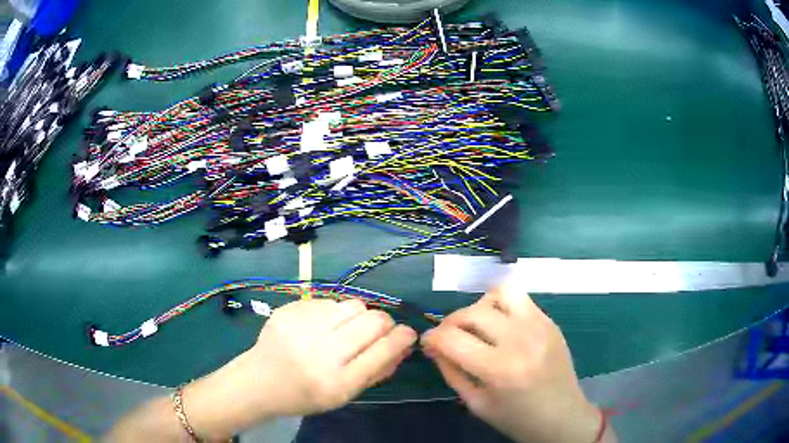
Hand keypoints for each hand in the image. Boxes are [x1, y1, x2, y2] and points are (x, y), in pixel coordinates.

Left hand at [184, 299, 416, 438]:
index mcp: (337, 382)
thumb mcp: (344, 395)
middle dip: (385, 323)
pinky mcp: (290, 309)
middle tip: (378, 331)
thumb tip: (404, 344)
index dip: (403, 338)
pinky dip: (334, 313)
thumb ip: (376, 371)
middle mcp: (321, 352)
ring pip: (354, 305)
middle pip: (373, 321)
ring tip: (346, 329)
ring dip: (359, 316)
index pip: (383, 351)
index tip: (408, 333)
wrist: (258, 381)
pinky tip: (320, 326)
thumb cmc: (305, 395)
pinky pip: (329, 301)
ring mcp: (303, 326)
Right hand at [421, 284, 602, 442]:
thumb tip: (432, 347)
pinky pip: (520, 299)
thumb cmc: (517, 419)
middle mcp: (520, 340)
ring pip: (499, 293)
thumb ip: (451, 372)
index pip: (452, 339)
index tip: (427, 344)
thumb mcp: (476, 403)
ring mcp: (539, 326)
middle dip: (449, 323)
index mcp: (499, 369)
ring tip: (478, 326)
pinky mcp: (550, 321)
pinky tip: (500, 327)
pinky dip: (501, 307)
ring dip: (479, 307)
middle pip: (471, 312)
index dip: (431, 339)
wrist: (563, 416)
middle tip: (448, 338)